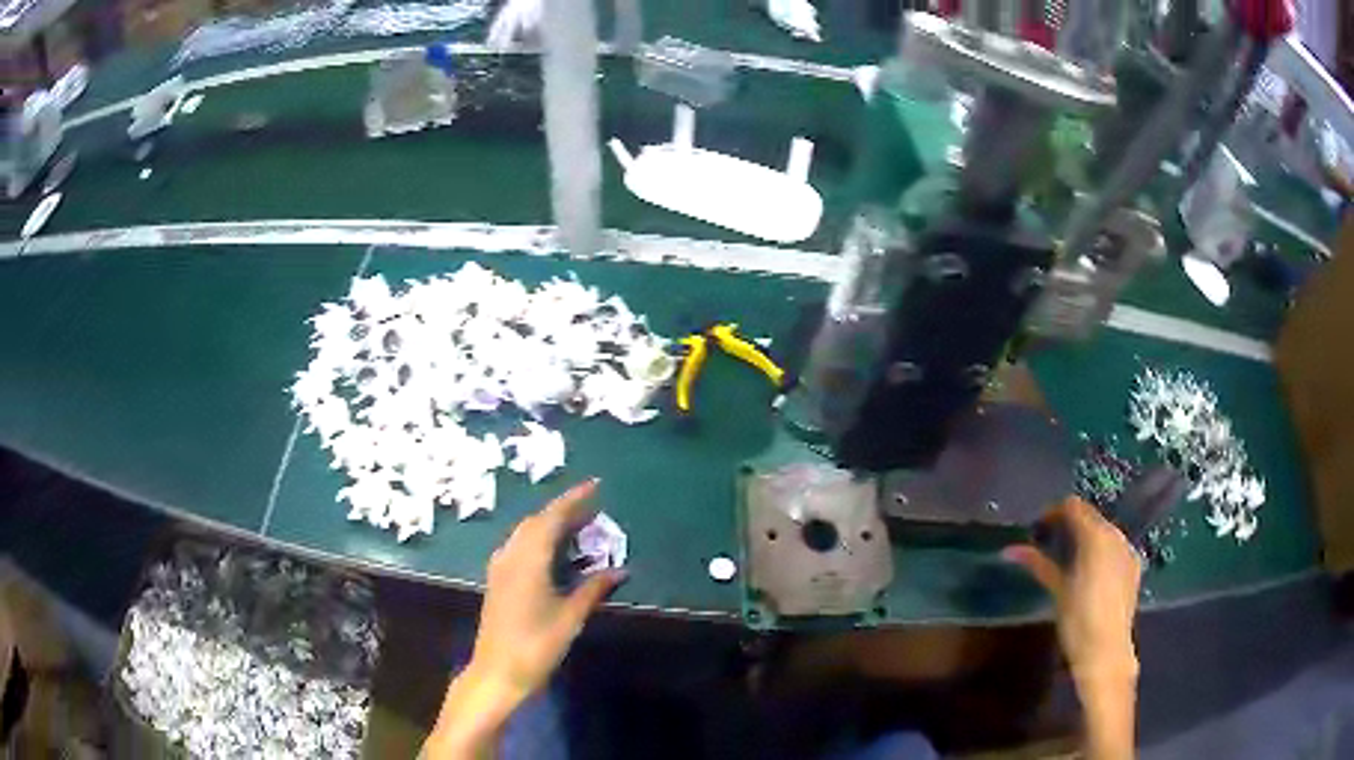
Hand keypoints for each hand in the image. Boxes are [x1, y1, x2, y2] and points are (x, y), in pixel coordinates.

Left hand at [469, 478, 624, 697]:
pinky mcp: (498, 581)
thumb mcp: (570, 617)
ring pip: (525, 534)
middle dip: (563, 511)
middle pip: (536, 522)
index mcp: (528, 560)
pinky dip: (539, 541)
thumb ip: (594, 589)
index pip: (551, 518)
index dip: (573, 500)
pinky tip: (554, 553)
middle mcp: (510, 556)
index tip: (594, 485)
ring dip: (550, 526)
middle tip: (592, 510)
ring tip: (578, 528)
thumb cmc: (536, 644)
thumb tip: (620, 569)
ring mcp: (500, 568)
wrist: (497, 671)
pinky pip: (519, 547)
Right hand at [1005, 496, 1141, 683]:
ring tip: (1070, 560)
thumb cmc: (1078, 620)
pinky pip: (1116, 548)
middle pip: (1091, 518)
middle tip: (1050, 545)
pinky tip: (1091, 573)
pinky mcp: (1135, 567)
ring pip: (1104, 532)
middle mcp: (1116, 536)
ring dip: (1087, 539)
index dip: (1054, 512)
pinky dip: (1101, 552)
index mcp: (1096, 537)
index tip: (1039, 528)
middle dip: (1071, 526)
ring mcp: (1128, 551)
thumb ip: (1039, 564)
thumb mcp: (1057, 590)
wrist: (1106, 651)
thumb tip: (1010, 550)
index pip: (1074, 507)